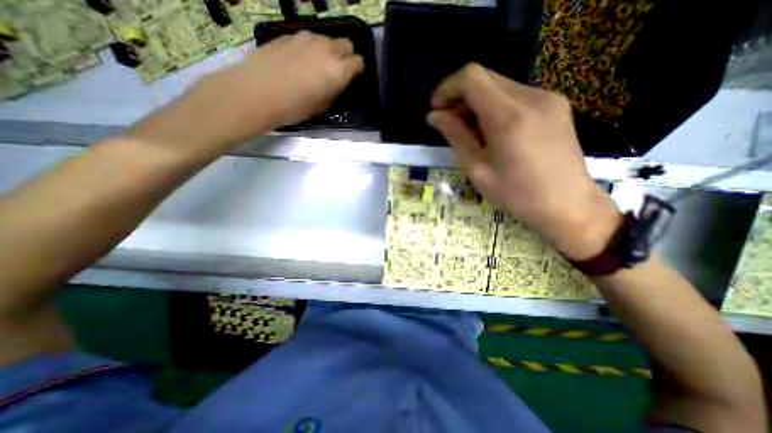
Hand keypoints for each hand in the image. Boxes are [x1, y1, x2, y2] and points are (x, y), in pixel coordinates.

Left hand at [207, 31, 365, 128]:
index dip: (358, 70)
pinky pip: (309, 38)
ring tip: (317, 66)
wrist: (256, 92)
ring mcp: (307, 38)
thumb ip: (333, 91)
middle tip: (338, 71)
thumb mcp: (321, 106)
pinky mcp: (289, 35)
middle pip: (346, 44)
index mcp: (338, 70)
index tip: (353, 78)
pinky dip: (311, 48)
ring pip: (327, 39)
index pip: (358, 62)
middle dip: (346, 56)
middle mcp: (327, 49)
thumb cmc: (294, 107)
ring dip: (329, 50)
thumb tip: (335, 84)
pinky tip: (300, 61)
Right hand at [429, 64, 619, 260]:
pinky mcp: (555, 104)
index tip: (437, 109)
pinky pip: (515, 95)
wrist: (569, 204)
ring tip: (468, 130)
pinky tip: (491, 130)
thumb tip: (434, 116)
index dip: (448, 88)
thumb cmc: (517, 194)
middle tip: (449, 122)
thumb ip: (455, 136)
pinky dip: (495, 106)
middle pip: (485, 77)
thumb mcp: (477, 169)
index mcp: (509, 116)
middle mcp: (531, 97)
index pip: (471, 78)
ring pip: (499, 85)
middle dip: (459, 96)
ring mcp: (547, 98)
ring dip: (476, 102)